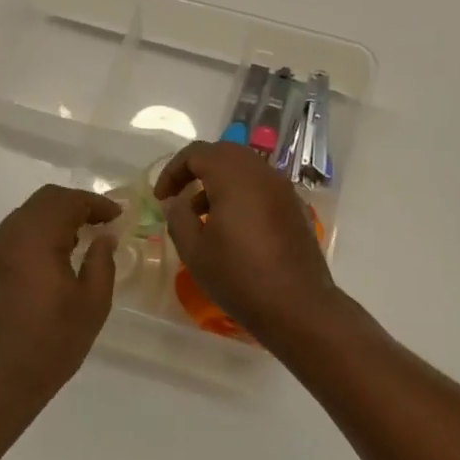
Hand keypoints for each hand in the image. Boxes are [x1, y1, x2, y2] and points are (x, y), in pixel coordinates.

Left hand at [0, 185, 120, 417]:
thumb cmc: (51, 343)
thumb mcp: (92, 304)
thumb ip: (101, 262)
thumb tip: (104, 237)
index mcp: (36, 238)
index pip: (68, 201)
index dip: (96, 203)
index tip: (117, 216)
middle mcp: (9, 235)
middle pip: (44, 200)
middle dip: (75, 205)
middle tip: (100, 222)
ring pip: (26, 216)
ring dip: (54, 218)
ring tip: (79, 240)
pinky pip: (13, 236)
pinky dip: (36, 235)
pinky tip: (51, 260)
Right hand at [156, 141, 339, 347]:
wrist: (297, 306)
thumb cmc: (239, 277)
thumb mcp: (194, 251)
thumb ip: (178, 218)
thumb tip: (175, 201)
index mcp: (234, 177)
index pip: (197, 153)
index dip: (173, 170)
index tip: (162, 198)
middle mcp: (261, 173)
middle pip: (224, 153)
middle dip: (197, 170)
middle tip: (180, 196)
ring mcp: (282, 189)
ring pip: (244, 168)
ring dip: (219, 182)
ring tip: (202, 217)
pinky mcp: (294, 207)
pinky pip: (261, 186)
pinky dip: (241, 194)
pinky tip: (232, 228)